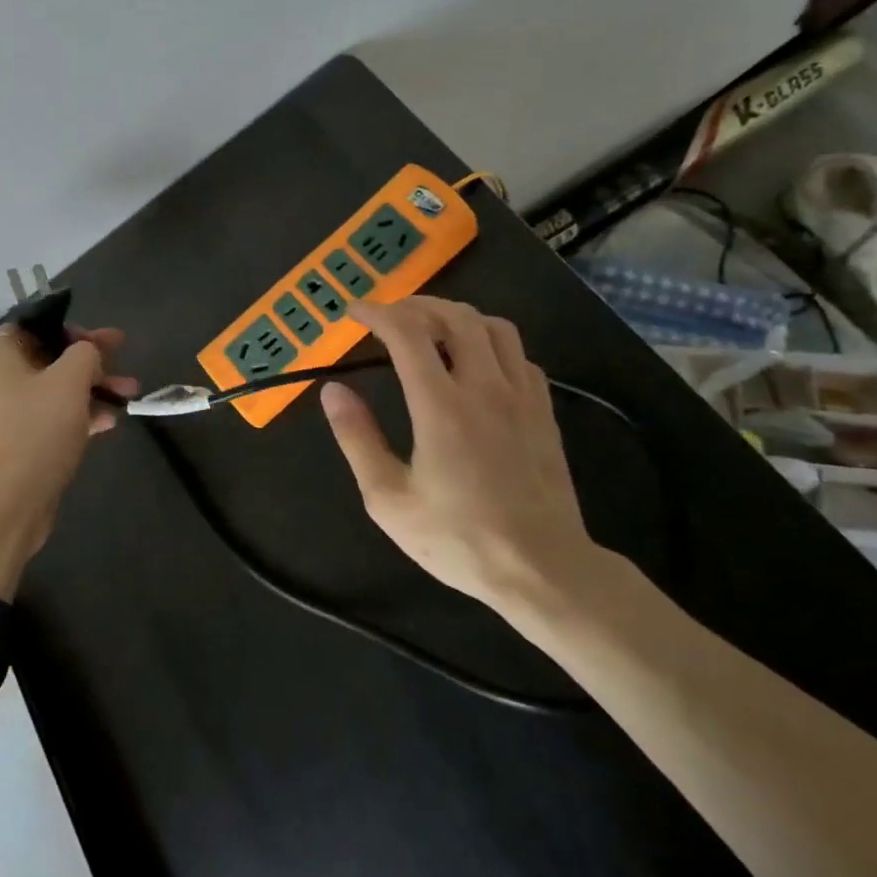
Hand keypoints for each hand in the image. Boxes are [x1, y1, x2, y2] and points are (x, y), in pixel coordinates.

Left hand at [0, 323, 138, 597]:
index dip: (62, 324)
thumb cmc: (38, 431)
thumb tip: (89, 353)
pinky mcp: (27, 443)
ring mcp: (15, 415)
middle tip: (123, 353)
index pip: (29, 325)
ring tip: (132, 393)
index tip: (92, 334)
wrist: (10, 504)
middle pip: (51, 356)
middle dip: (90, 356)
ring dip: (95, 386)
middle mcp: (5, 382)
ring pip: (60, 389)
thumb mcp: (70, 380)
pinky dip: (84, 414)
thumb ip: (85, 353)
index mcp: (5, 359)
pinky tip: (111, 422)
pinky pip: (59, 417)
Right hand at [319, 297, 608, 624]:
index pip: (407, 333)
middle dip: (416, 306)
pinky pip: (519, 354)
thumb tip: (333, 391)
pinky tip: (477, 364)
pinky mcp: (543, 411)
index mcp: (441, 406)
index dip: (377, 313)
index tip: (355, 313)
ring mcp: (521, 396)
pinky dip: (491, 343)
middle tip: (391, 318)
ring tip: (433, 331)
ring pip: (494, 326)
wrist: (542, 570)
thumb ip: (357, 439)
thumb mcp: (389, 500)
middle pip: (455, 316)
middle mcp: (484, 387)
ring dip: (458, 317)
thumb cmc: (458, 539)